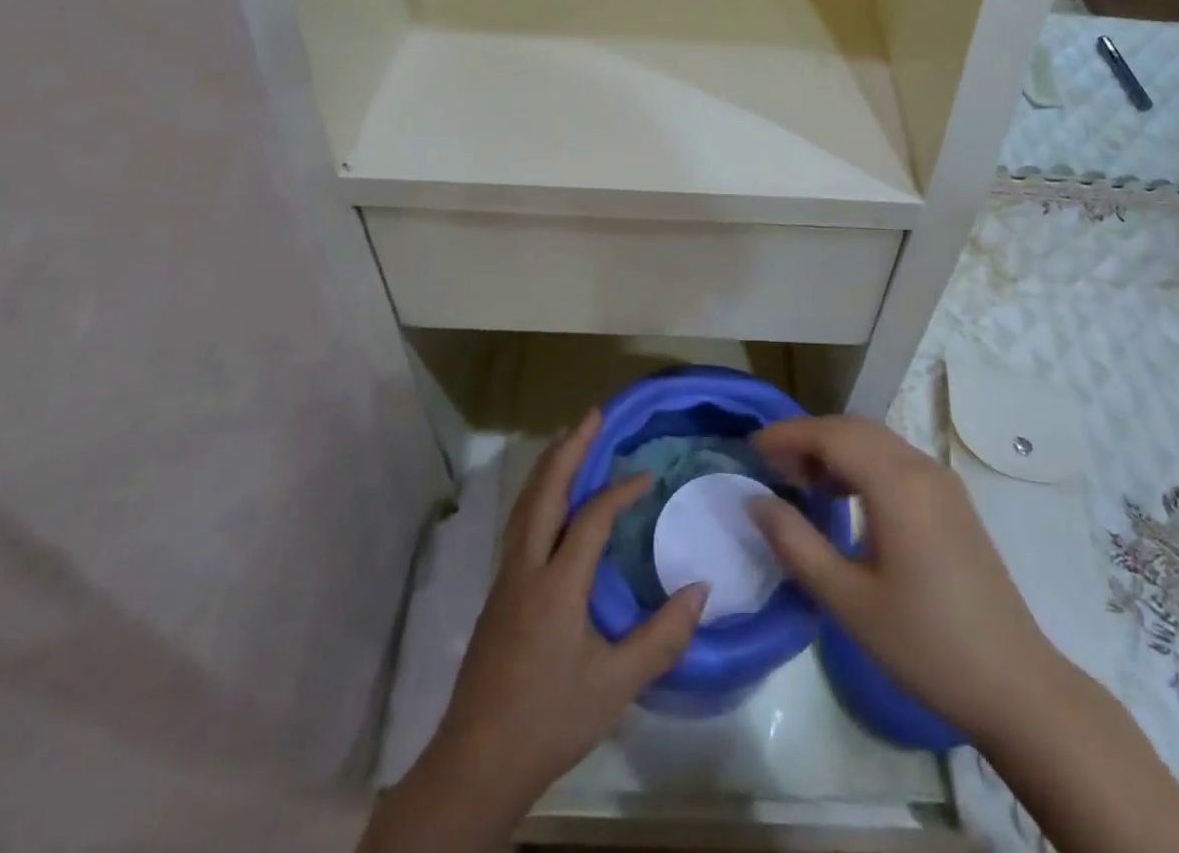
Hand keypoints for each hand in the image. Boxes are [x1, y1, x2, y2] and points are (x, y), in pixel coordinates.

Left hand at [428, 409, 706, 816]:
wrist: (476, 763)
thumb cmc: (550, 719)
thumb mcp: (617, 685)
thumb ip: (663, 636)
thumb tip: (702, 588)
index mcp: (557, 583)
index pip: (592, 516)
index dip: (621, 490)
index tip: (649, 476)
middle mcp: (526, 567)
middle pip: (545, 492)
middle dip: (569, 449)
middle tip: (592, 415)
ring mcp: (506, 578)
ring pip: (525, 504)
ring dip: (548, 466)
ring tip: (567, 439)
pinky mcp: (498, 593)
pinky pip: (520, 523)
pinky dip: (537, 493)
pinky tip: (549, 500)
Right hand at [747, 414, 1052, 744]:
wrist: (1015, 684)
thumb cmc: (925, 645)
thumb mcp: (848, 600)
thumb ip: (796, 544)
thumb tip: (756, 501)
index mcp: (897, 484)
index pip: (832, 434)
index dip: (787, 434)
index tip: (751, 449)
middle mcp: (921, 467)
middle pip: (854, 428)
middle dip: (809, 438)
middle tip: (773, 468)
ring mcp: (942, 481)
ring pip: (876, 440)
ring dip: (836, 448)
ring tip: (803, 483)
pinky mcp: (952, 499)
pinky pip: (896, 459)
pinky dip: (862, 462)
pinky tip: (845, 499)